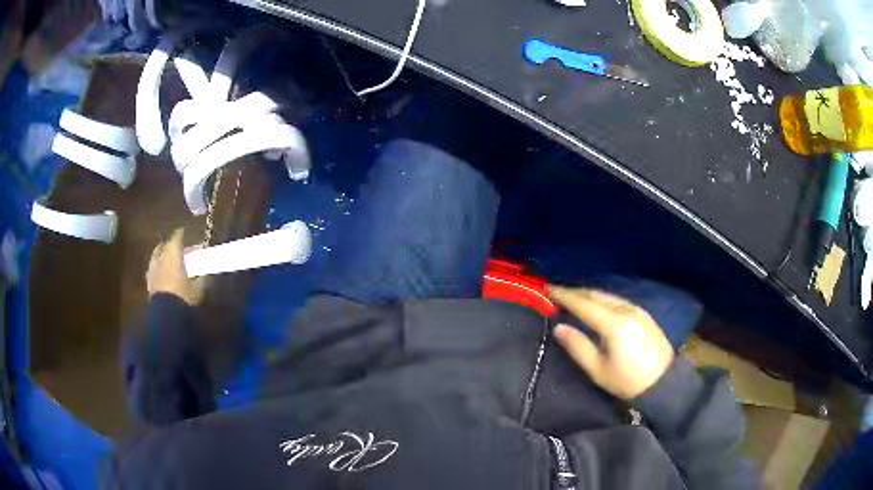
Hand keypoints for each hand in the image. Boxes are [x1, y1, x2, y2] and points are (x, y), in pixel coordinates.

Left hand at [146, 228, 205, 305]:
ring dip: (162, 255)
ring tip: (168, 259)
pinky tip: (161, 273)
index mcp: (173, 254)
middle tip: (177, 246)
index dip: (182, 234)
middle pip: (164, 245)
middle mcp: (161, 258)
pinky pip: (152, 269)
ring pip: (156, 256)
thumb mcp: (198, 288)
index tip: (187, 233)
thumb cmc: (184, 297)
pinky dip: (157, 267)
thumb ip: (202, 276)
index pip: (177, 237)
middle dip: (170, 244)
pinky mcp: (149, 282)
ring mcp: (152, 270)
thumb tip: (206, 270)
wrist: (167, 315)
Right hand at [548, 285, 673, 399]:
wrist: (663, 383)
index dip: (565, 295)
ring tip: (573, 297)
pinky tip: (596, 305)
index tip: (548, 289)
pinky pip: (617, 300)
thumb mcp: (598, 370)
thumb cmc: (627, 381)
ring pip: (608, 295)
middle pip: (596, 294)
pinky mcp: (643, 314)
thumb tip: (559, 327)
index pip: (584, 303)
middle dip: (576, 291)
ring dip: (589, 294)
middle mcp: (626, 310)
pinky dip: (602, 299)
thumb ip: (578, 347)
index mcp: (613, 324)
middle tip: (556, 292)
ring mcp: (637, 310)